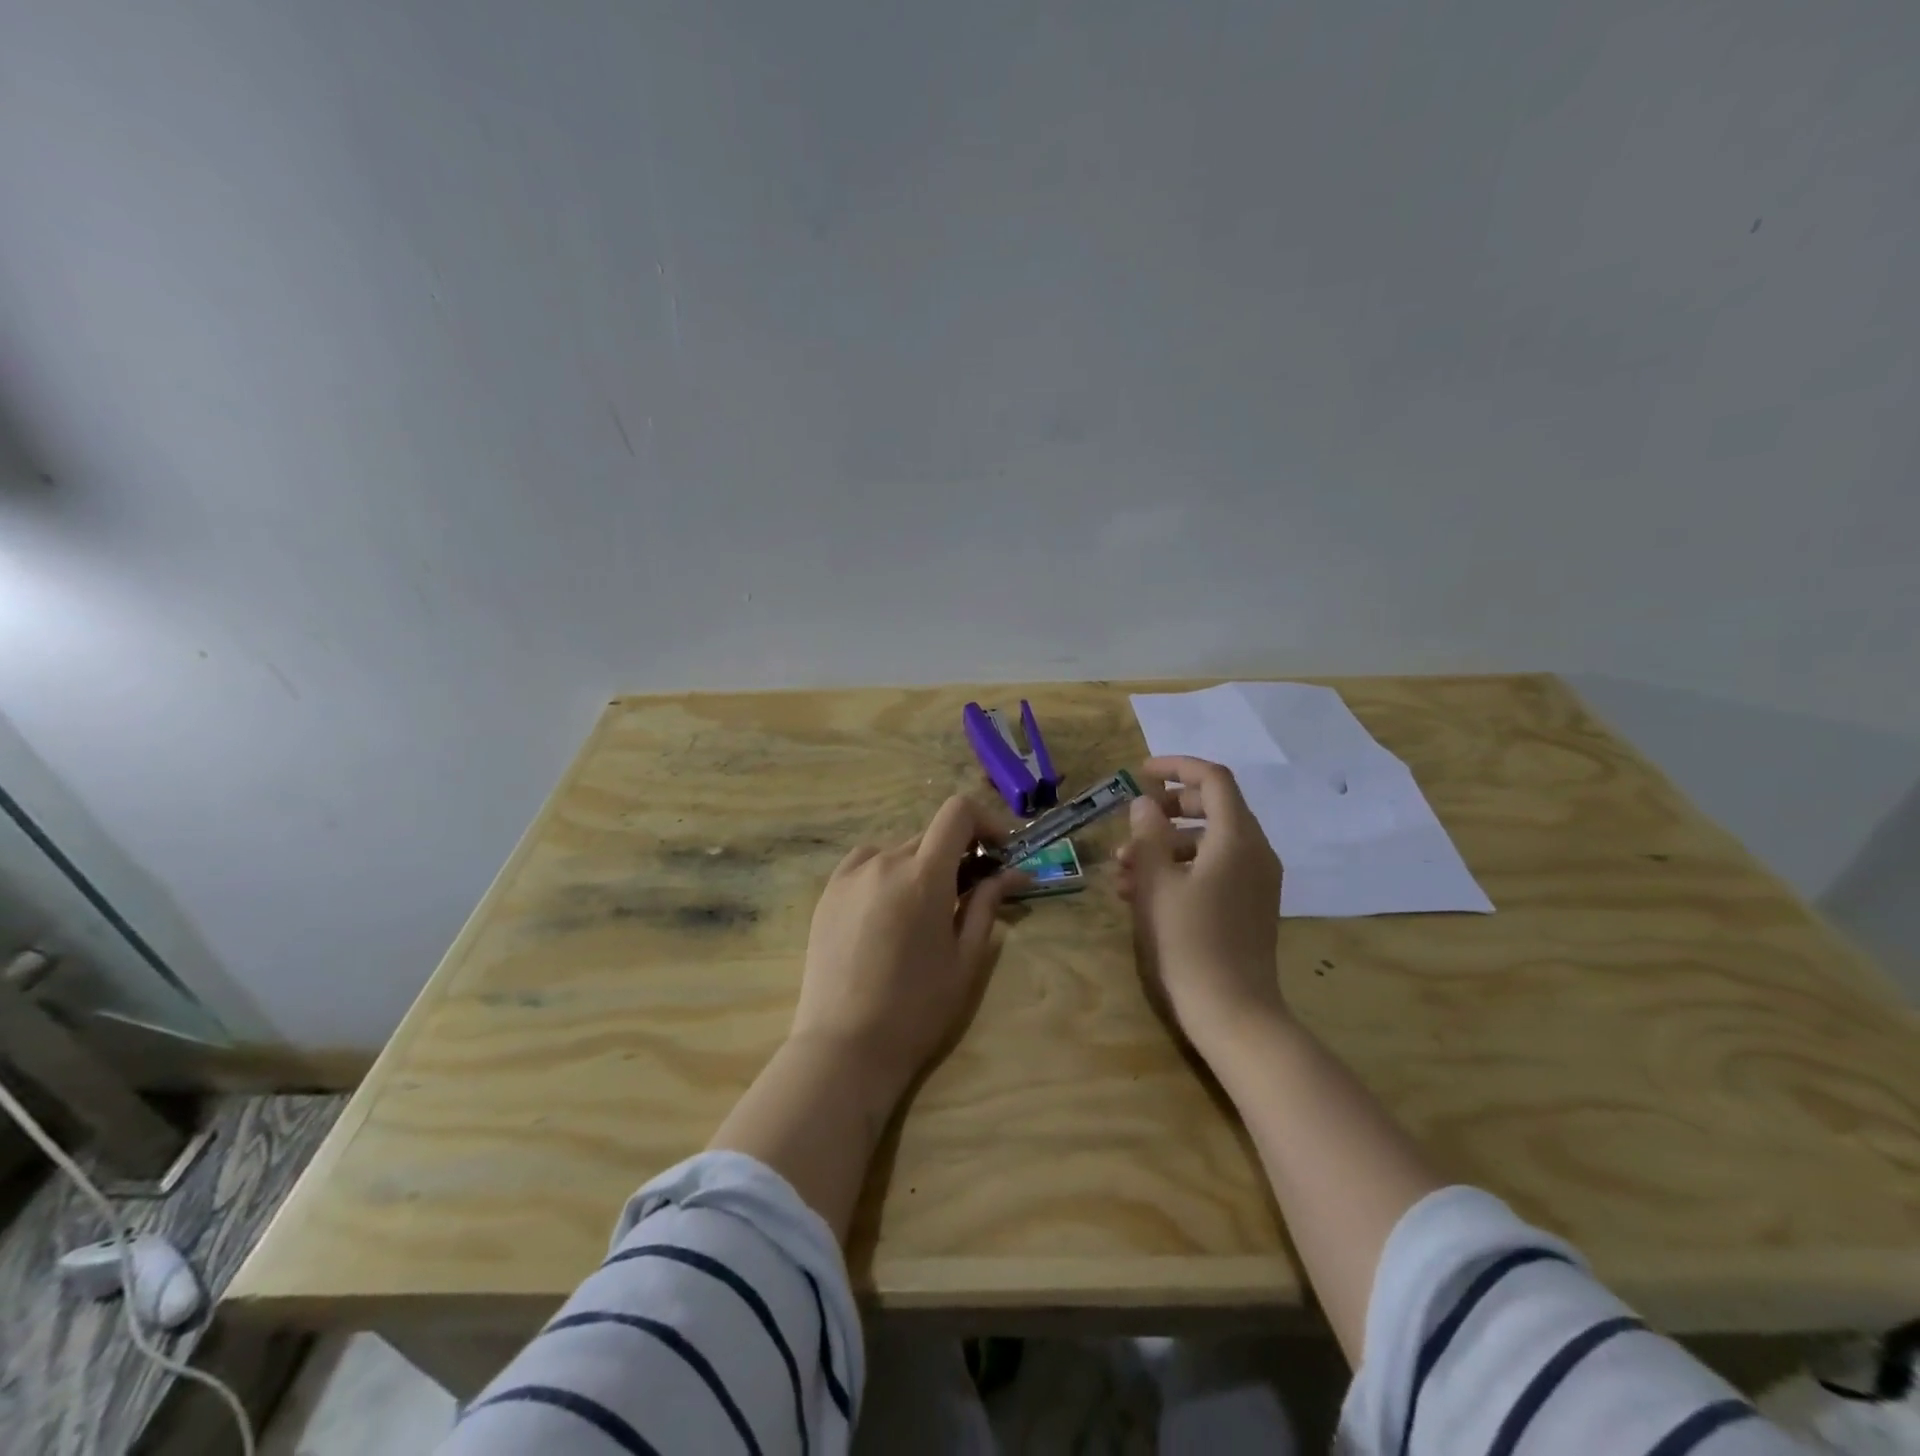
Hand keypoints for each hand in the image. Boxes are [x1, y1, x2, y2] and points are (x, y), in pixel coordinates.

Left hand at [791, 796, 1022, 1095]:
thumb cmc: (917, 1007)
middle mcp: (885, 862)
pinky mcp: (828, 892)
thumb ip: (987, 905)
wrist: (846, 1045)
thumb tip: (1012, 873)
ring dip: (922, 866)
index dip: (985, 822)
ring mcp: (851, 875)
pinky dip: (887, 871)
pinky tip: (889, 907)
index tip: (999, 851)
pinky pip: (866, 864)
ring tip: (926, 909)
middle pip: (931, 835)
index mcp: (923, 875)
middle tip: (972, 891)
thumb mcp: (965, 958)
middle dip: (959, 853)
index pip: (958, 813)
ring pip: (899, 851)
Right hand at [1116, 755, 1284, 1048]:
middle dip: (1167, 811)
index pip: (1213, 780)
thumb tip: (1145, 803)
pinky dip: (1179, 869)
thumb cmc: (1189, 941)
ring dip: (1164, 846)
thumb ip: (1148, 835)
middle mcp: (1254, 852)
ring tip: (1122, 870)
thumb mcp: (1157, 883)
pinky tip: (1141, 893)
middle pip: (1213, 808)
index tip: (1141, 772)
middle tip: (1132, 823)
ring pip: (1207, 843)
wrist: (1232, 1012)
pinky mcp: (1248, 905)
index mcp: (1237, 838)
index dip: (1177, 767)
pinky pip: (1214, 869)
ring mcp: (1255, 880)